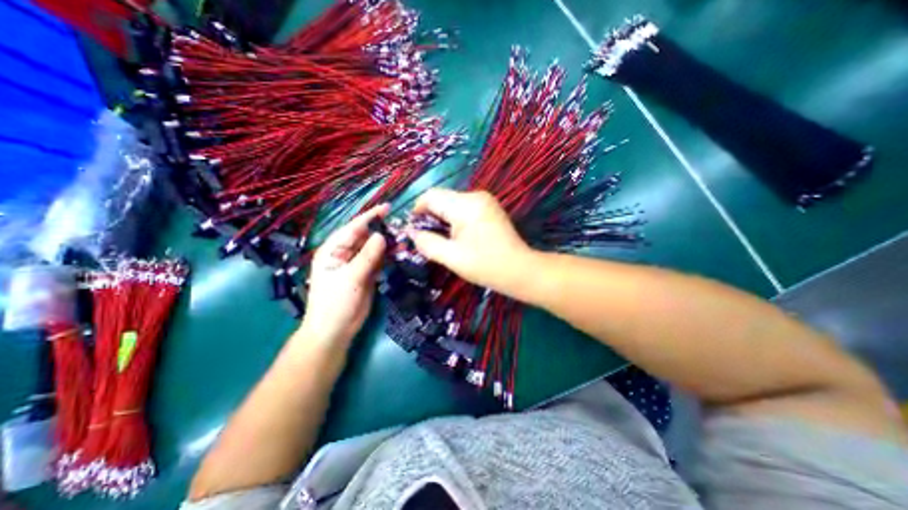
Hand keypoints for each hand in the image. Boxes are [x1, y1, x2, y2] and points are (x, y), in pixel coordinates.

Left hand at [301, 203, 388, 346]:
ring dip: (388, 242)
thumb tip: (382, 236)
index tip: (387, 207)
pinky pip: (379, 260)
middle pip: (365, 236)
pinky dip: (389, 255)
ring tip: (405, 237)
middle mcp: (345, 253)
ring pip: (374, 248)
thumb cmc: (335, 303)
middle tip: (402, 224)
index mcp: (333, 250)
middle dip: (382, 229)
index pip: (353, 228)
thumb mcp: (350, 278)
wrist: (336, 330)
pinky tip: (400, 251)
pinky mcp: (367, 273)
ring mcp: (357, 263)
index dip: (370, 217)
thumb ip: (367, 256)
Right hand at [407, 187, 532, 292]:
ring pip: (452, 202)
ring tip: (443, 238)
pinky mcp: (490, 207)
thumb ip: (427, 243)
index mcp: (465, 205)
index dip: (417, 210)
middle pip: (442, 198)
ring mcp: (485, 200)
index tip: (413, 228)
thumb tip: (411, 233)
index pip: (431, 196)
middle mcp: (475, 196)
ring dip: (443, 217)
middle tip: (427, 237)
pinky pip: (464, 207)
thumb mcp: (452, 257)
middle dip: (430, 215)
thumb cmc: (485, 265)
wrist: (520, 269)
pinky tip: (458, 235)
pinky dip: (455, 218)